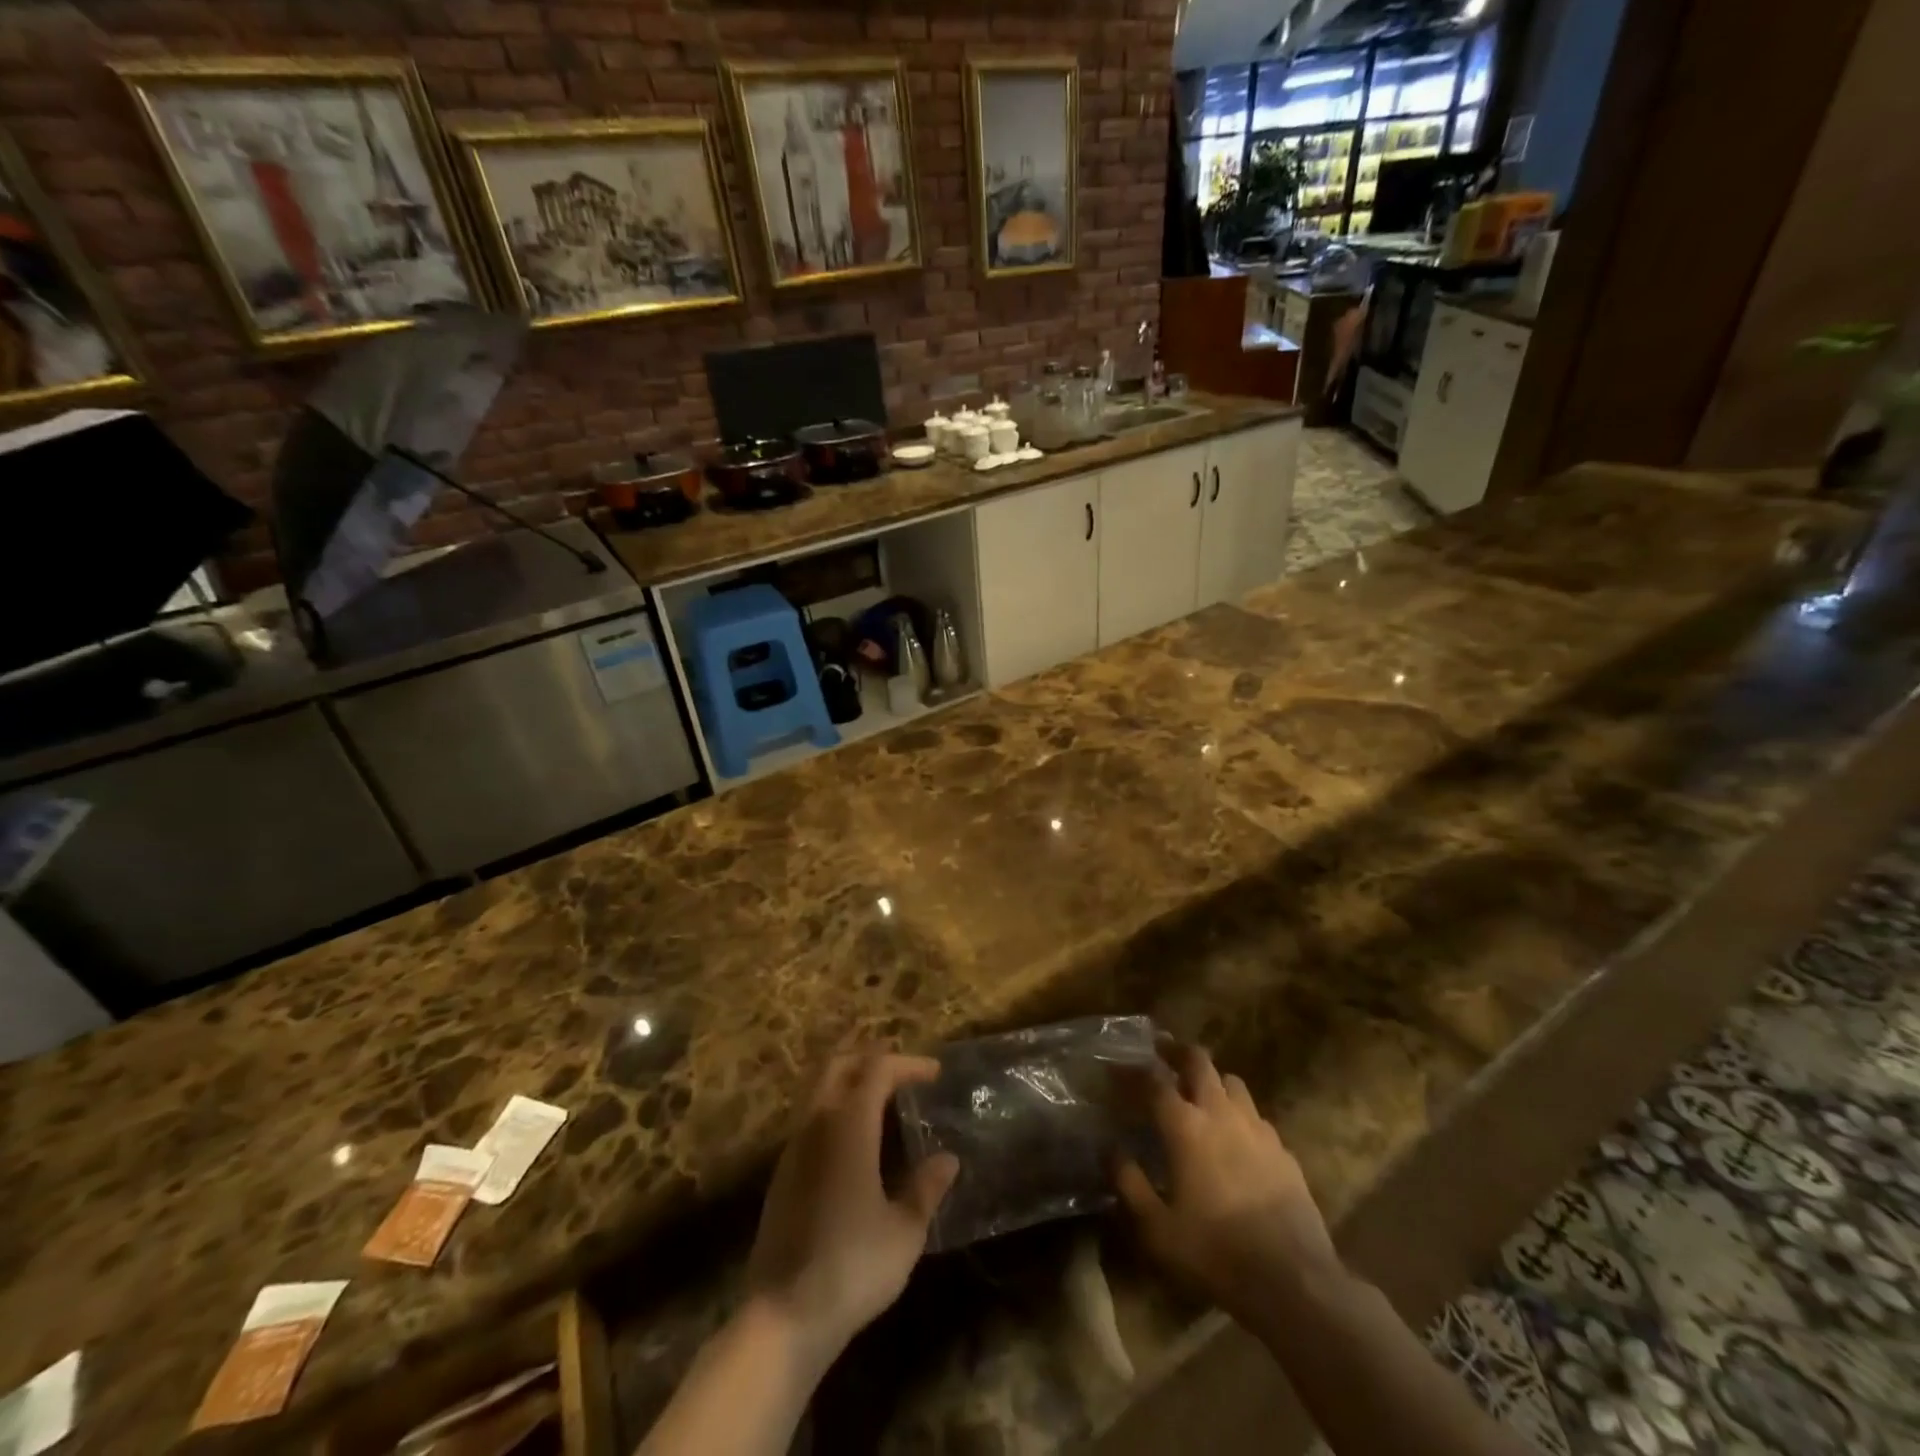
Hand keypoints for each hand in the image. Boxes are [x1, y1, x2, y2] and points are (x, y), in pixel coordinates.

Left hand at [745, 1051, 959, 1371]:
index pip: (877, 1069)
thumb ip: (926, 1188)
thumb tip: (948, 1159)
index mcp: (849, 1125)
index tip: (934, 1072)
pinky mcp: (782, 1172)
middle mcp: (817, 1123)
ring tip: (882, 1096)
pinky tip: (854, 1136)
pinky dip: (835, 1106)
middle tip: (903, 1069)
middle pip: (839, 1065)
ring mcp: (794, 1147)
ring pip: (819, 1088)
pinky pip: (810, 1116)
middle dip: (871, 1057)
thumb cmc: (852, 1267)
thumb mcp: (904, 1231)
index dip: (907, 1063)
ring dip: (850, 1079)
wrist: (782, 1316)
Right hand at [1116, 1043, 1339, 1323]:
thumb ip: (1129, 1183)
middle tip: (1162, 1052)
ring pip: (1232, 1082)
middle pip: (1199, 1062)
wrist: (1295, 1284)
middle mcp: (1221, 1114)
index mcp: (1185, 1126)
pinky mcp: (1284, 1152)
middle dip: (1177, 1052)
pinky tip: (1235, 1137)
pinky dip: (1239, 1114)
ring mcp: (1258, 1129)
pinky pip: (1256, 1116)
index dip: (1131, 1071)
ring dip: (1212, 1080)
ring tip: (1200, 1093)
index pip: (1153, 1081)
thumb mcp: (1157, 1228)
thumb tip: (1111, 1150)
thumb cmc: (1215, 1253)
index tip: (1114, 1069)